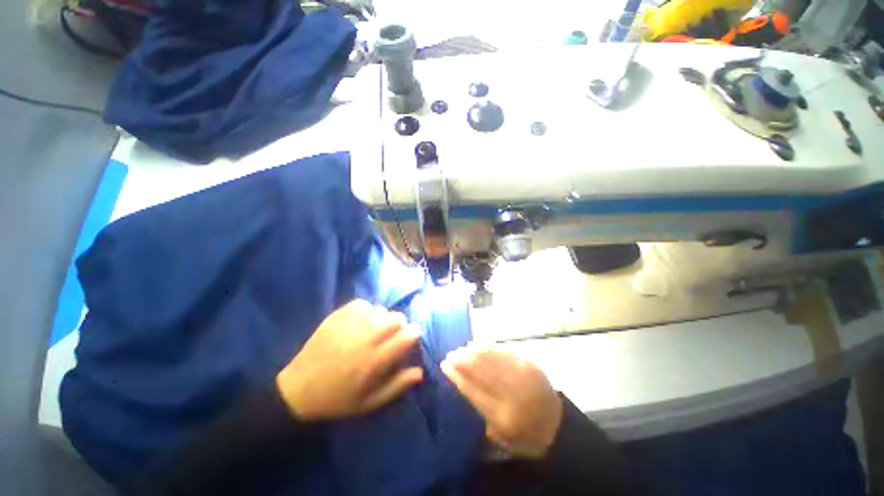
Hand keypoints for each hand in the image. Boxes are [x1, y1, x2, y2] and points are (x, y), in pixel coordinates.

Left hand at [276, 300, 422, 420]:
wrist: (297, 391)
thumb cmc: (337, 400)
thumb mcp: (370, 403)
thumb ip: (397, 386)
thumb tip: (420, 372)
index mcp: (375, 361)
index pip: (406, 336)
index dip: (412, 335)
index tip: (409, 339)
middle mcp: (365, 339)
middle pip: (396, 318)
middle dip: (400, 324)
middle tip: (392, 335)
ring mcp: (349, 326)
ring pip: (380, 309)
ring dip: (383, 318)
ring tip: (374, 328)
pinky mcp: (336, 318)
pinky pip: (361, 304)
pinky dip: (366, 310)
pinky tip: (360, 321)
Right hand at [442, 346, 561, 458]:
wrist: (556, 426)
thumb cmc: (522, 435)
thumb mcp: (498, 435)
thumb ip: (478, 412)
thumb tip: (458, 385)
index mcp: (502, 416)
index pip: (472, 390)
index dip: (456, 376)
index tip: (444, 366)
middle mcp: (512, 394)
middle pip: (481, 371)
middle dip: (462, 360)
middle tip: (450, 354)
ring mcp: (523, 376)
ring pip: (492, 358)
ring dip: (473, 351)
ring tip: (461, 348)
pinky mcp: (530, 364)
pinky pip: (504, 351)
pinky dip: (489, 346)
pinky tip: (478, 344)